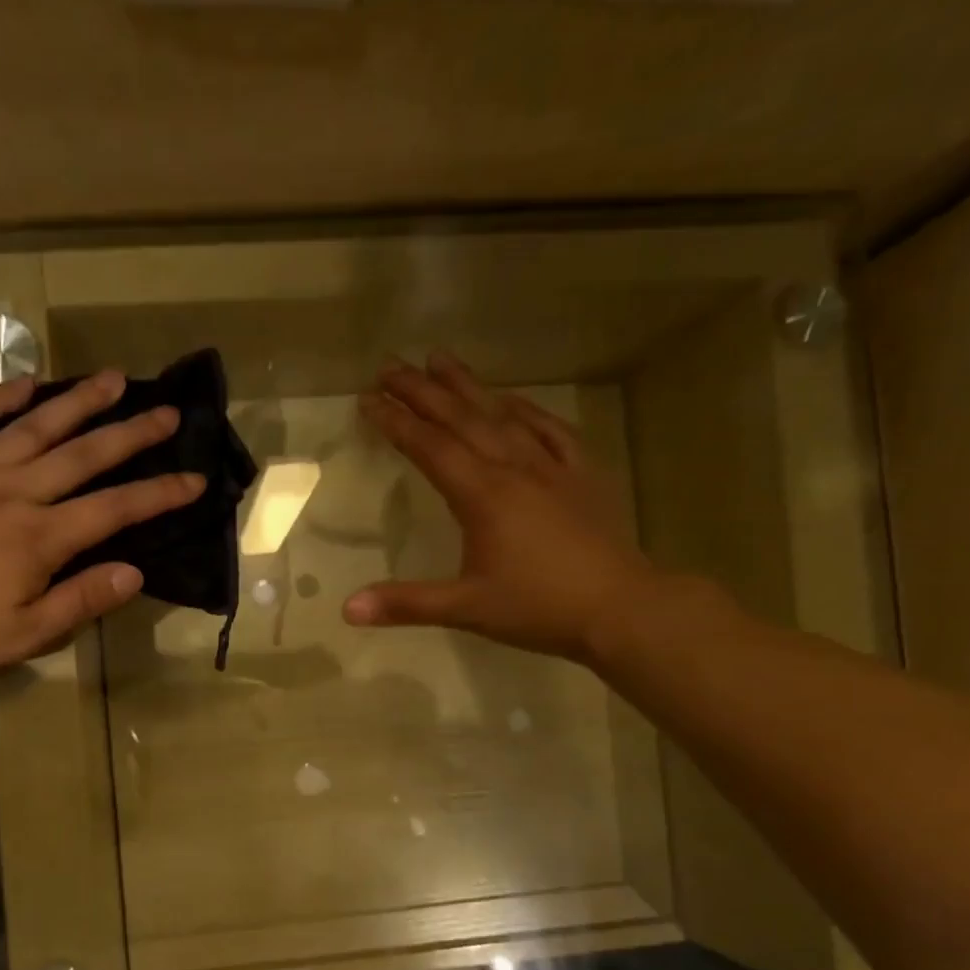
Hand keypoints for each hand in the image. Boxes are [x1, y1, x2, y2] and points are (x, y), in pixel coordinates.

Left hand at [0, 371, 202, 672]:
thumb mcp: (23, 634)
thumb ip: (81, 601)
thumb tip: (134, 573)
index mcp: (43, 537)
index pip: (116, 509)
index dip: (161, 494)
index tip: (194, 480)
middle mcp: (18, 490)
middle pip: (85, 454)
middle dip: (133, 433)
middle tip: (168, 411)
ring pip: (36, 424)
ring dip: (78, 400)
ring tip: (113, 379)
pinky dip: (0, 396)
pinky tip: (26, 382)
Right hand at [343, 353, 660, 662]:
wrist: (622, 608)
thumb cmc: (539, 607)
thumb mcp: (466, 609)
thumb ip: (406, 603)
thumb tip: (348, 610)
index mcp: (483, 495)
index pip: (430, 448)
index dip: (397, 422)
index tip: (368, 398)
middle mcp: (514, 468)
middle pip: (462, 419)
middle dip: (423, 391)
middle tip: (391, 364)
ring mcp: (551, 467)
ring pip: (503, 415)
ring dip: (469, 387)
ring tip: (441, 359)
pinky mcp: (581, 475)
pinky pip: (550, 430)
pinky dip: (526, 410)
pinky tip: (513, 399)